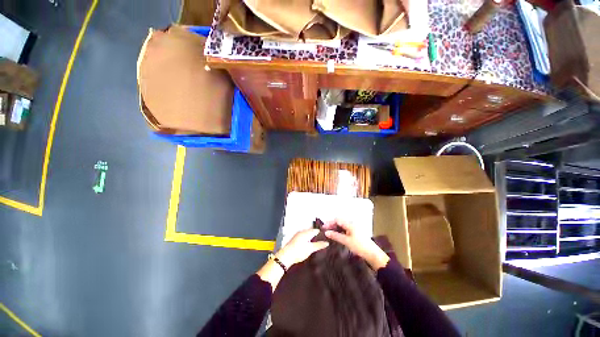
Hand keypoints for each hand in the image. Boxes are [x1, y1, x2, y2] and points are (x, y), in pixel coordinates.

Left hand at [275, 229, 329, 267]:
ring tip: (317, 242)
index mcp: (307, 232)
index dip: (322, 233)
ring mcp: (298, 234)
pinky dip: (308, 238)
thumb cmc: (299, 251)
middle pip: (312, 231)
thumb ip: (319, 245)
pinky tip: (309, 243)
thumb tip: (327, 242)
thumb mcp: (310, 249)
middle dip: (317, 234)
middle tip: (323, 239)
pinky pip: (304, 236)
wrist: (286, 256)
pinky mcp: (295, 239)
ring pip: (307, 233)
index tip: (327, 236)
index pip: (316, 230)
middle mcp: (302, 231)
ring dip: (312, 236)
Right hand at [324, 220, 389, 269]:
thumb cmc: (359, 246)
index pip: (337, 219)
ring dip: (335, 228)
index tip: (323, 227)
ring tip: (329, 233)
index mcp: (350, 224)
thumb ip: (336, 236)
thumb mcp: (346, 241)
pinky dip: (339, 231)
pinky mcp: (355, 233)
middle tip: (325, 230)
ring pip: (342, 226)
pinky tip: (337, 236)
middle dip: (332, 225)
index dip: (329, 222)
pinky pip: (345, 229)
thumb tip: (326, 232)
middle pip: (339, 221)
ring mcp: (354, 229)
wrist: (373, 254)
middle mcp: (351, 224)